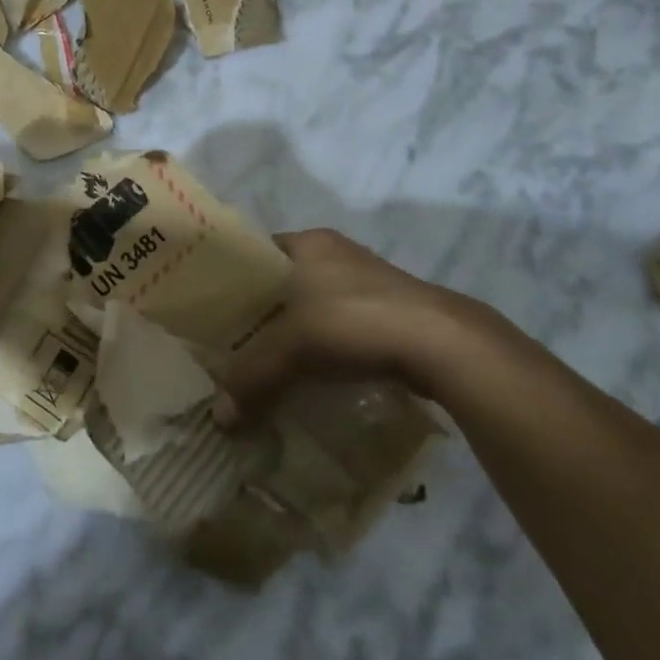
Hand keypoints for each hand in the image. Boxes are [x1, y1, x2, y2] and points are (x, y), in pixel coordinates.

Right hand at [214, 228, 488, 422]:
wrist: (444, 344)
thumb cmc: (355, 321)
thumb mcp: (293, 348)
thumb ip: (253, 378)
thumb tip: (219, 418)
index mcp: (308, 241)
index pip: (257, 251)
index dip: (234, 278)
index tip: (215, 310)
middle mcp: (336, 253)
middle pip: (286, 281)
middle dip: (265, 312)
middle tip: (239, 343)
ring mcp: (368, 281)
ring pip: (316, 304)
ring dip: (300, 331)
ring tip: (274, 363)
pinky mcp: (392, 311)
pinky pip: (344, 325)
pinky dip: (329, 345)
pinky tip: (318, 373)